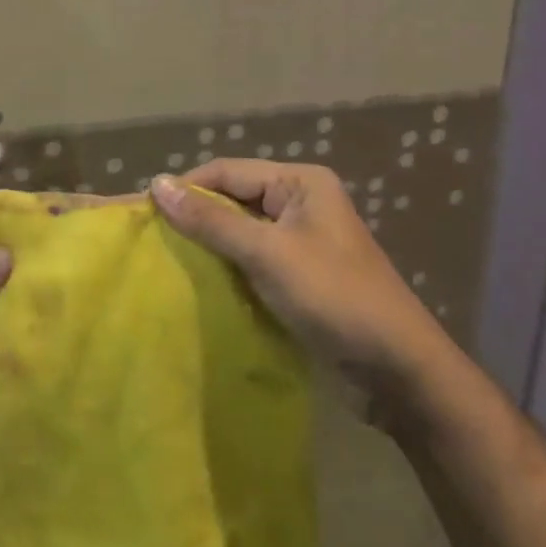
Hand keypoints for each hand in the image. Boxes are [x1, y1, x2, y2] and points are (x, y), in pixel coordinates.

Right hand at [150, 160, 448, 396]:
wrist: (401, 375)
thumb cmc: (336, 298)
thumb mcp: (268, 254)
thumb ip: (211, 220)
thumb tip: (158, 184)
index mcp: (300, 182)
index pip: (227, 171)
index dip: (186, 187)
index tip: (143, 210)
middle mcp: (300, 203)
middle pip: (233, 199)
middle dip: (196, 217)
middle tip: (152, 239)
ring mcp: (302, 241)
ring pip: (240, 233)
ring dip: (209, 246)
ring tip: (167, 261)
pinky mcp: (301, 277)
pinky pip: (253, 261)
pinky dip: (227, 270)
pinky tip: (199, 285)